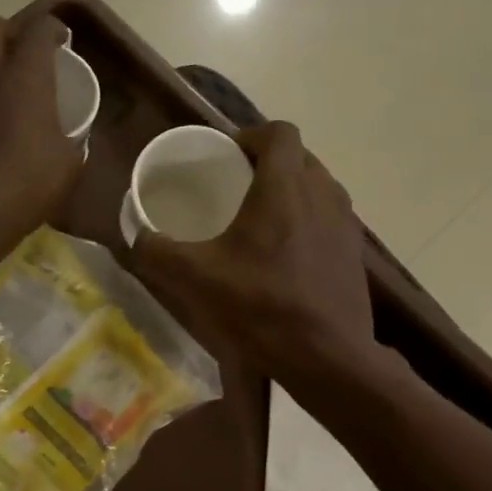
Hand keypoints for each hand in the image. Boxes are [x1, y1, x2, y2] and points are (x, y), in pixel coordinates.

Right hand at [133, 122, 376, 382]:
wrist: (327, 357)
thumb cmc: (262, 307)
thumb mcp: (197, 279)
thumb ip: (159, 252)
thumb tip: (136, 236)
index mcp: (285, 187)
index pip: (279, 133)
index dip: (251, 135)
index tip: (227, 155)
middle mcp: (323, 194)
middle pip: (299, 157)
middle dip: (268, 163)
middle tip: (237, 186)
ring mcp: (345, 224)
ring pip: (317, 187)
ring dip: (291, 192)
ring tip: (261, 219)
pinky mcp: (354, 253)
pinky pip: (329, 218)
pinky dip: (307, 222)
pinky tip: (286, 255)